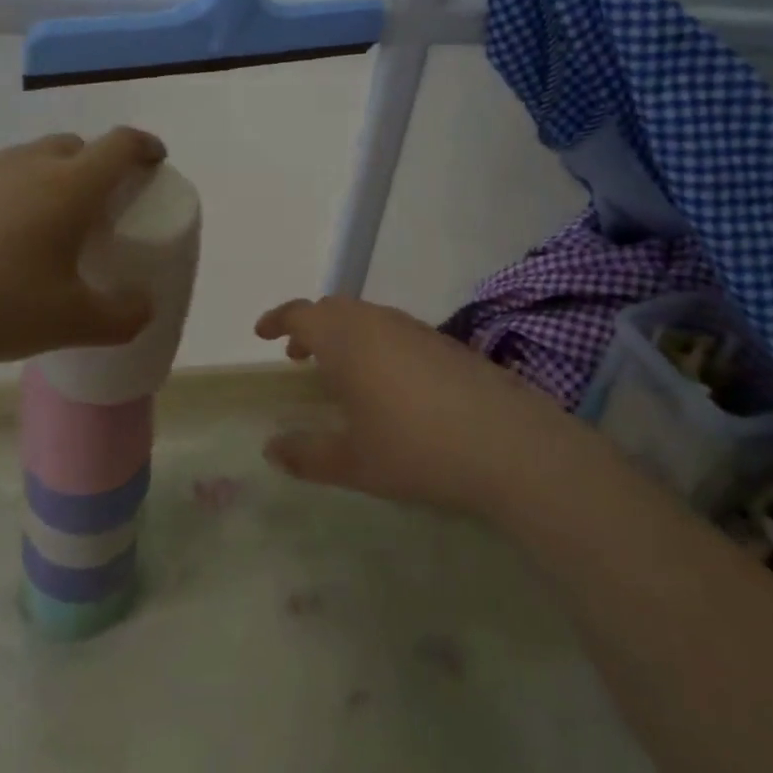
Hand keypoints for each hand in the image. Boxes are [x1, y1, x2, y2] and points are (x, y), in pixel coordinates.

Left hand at [0, 128, 165, 385]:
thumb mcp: (72, 323)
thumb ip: (123, 317)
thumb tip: (144, 307)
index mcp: (69, 186)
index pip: (120, 145)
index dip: (145, 147)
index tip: (155, 160)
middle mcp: (28, 164)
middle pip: (76, 146)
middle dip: (97, 165)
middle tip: (100, 206)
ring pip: (32, 159)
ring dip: (52, 177)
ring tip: (47, 225)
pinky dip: (12, 193)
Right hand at [256, 296, 566, 518]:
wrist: (509, 445)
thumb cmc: (416, 450)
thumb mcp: (353, 463)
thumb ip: (306, 455)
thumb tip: (271, 449)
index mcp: (345, 340)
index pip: (301, 313)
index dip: (278, 319)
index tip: (263, 334)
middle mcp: (377, 323)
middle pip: (334, 310)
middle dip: (310, 327)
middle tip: (297, 356)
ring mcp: (415, 329)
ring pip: (366, 317)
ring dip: (343, 334)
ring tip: (340, 371)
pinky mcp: (446, 343)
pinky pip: (395, 329)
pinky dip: (375, 343)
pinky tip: (388, 382)